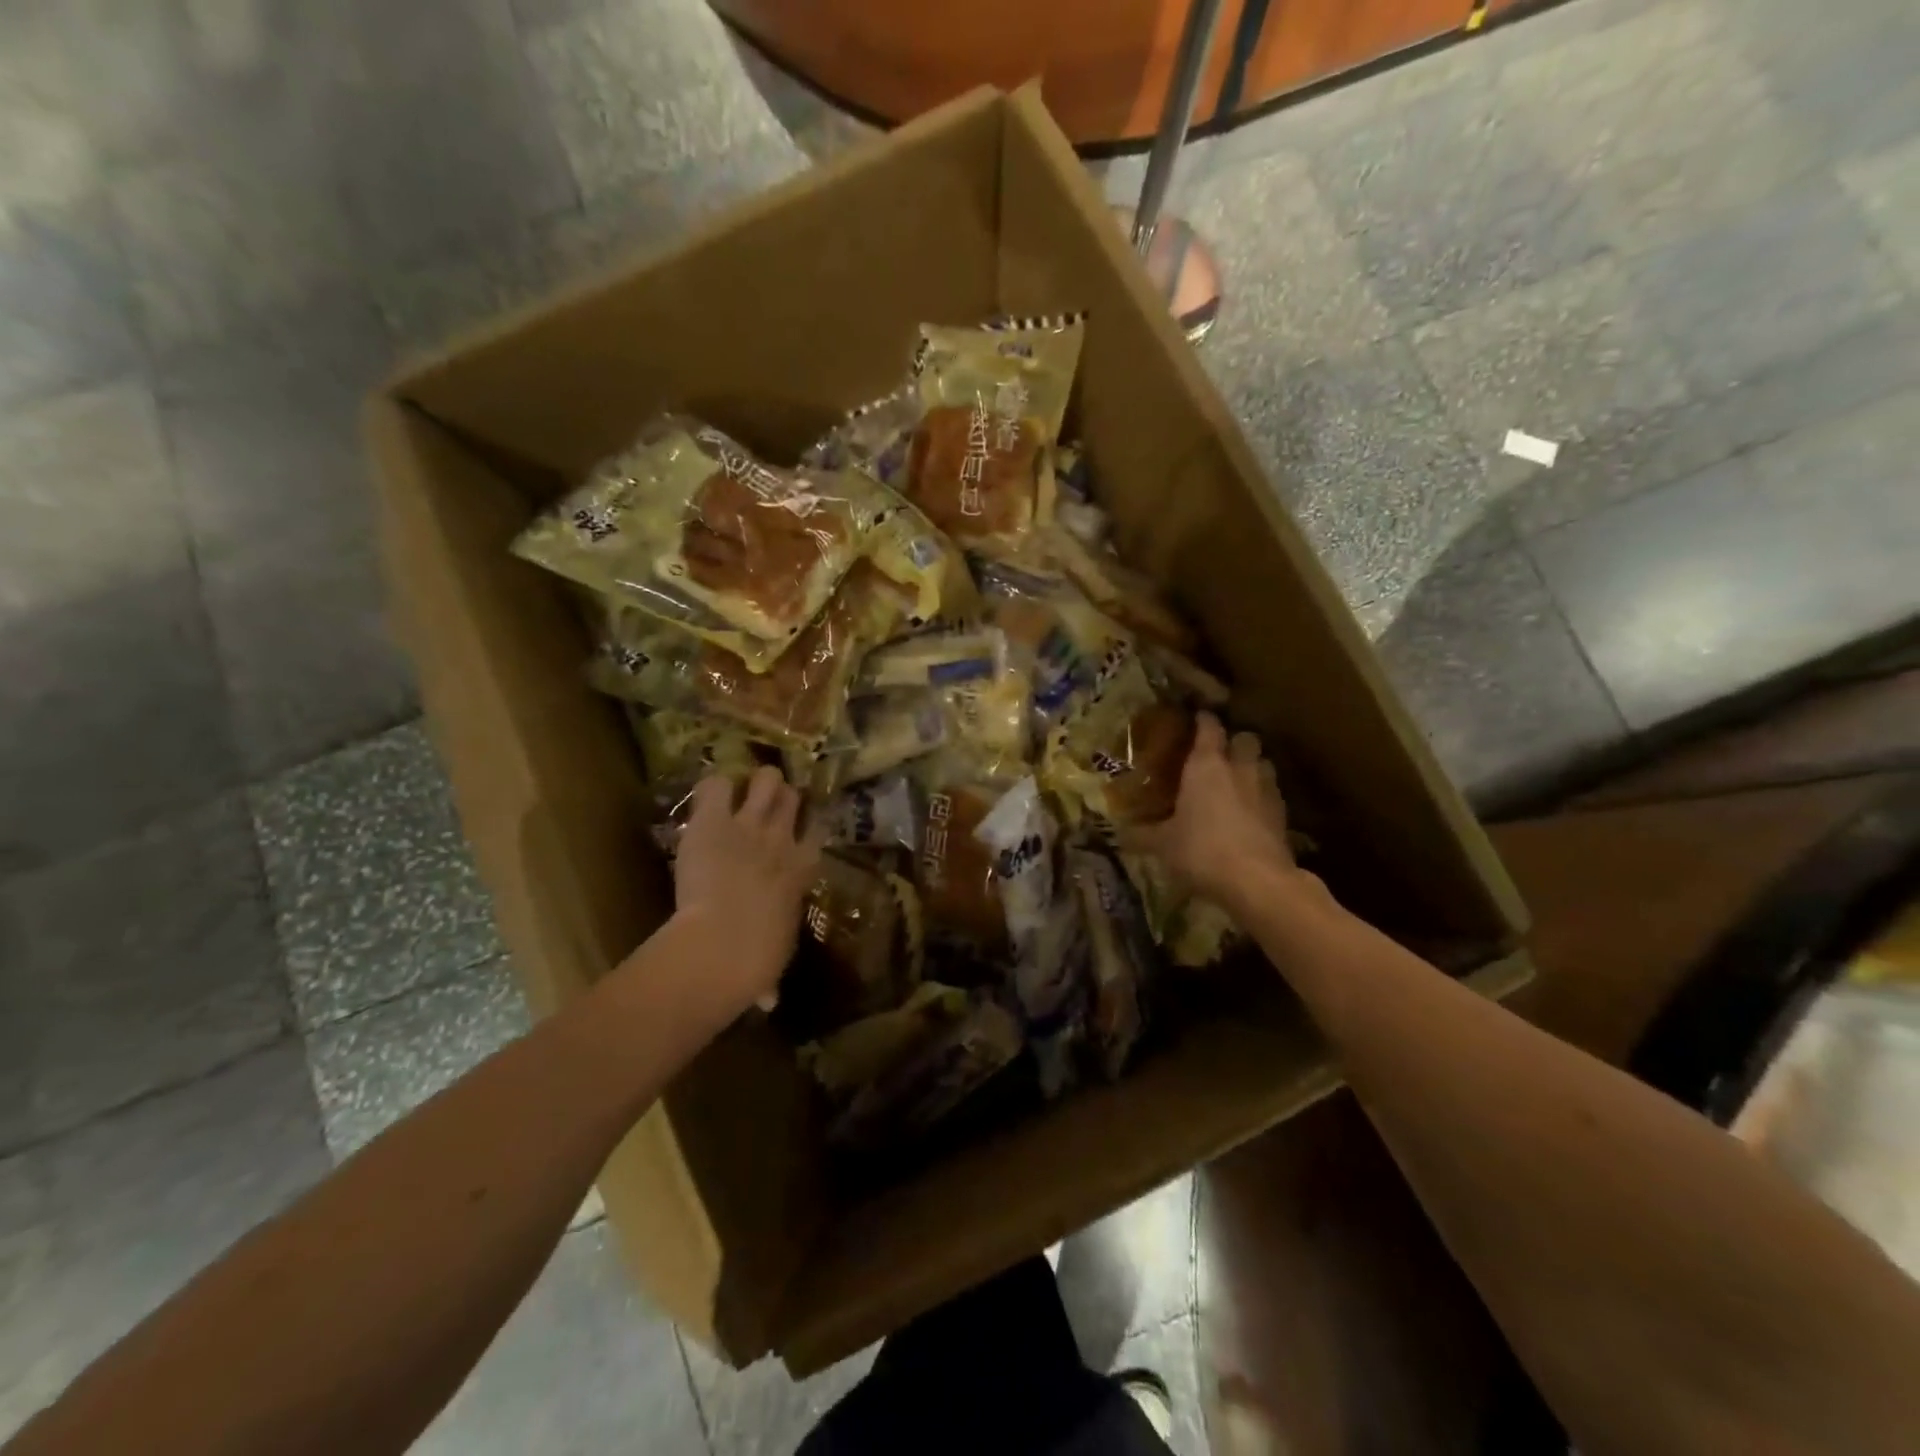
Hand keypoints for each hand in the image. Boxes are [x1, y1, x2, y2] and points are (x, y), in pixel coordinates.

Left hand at [672, 767, 824, 1014]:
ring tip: (739, 793)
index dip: (805, 826)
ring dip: (754, 783)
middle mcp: (783, 837)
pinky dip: (713, 789)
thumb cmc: (758, 959)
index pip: (817, 830)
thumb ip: (770, 971)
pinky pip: (717, 783)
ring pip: (765, 778)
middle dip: (779, 797)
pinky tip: (708, 801)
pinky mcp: (714, 819)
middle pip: (791, 796)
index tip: (794, 830)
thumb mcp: (774, 960)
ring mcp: (749, 823)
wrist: (725, 942)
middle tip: (761, 808)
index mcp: (803, 868)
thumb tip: (769, 1001)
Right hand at [1121, 712, 1298, 918]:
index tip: (1196, 717)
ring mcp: (1266, 789)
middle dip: (1234, 741)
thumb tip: (1118, 832)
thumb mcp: (1163, 845)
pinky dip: (1262, 796)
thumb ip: (1142, 834)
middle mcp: (1239, 768)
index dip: (1203, 719)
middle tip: (1219, 753)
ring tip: (1237, 781)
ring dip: (1252, 766)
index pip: (1209, 727)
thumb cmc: (1202, 850)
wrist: (1258, 881)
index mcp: (1206, 765)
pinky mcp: (1283, 814)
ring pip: (1264, 763)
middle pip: (1245, 738)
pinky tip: (1250, 812)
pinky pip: (1272, 793)